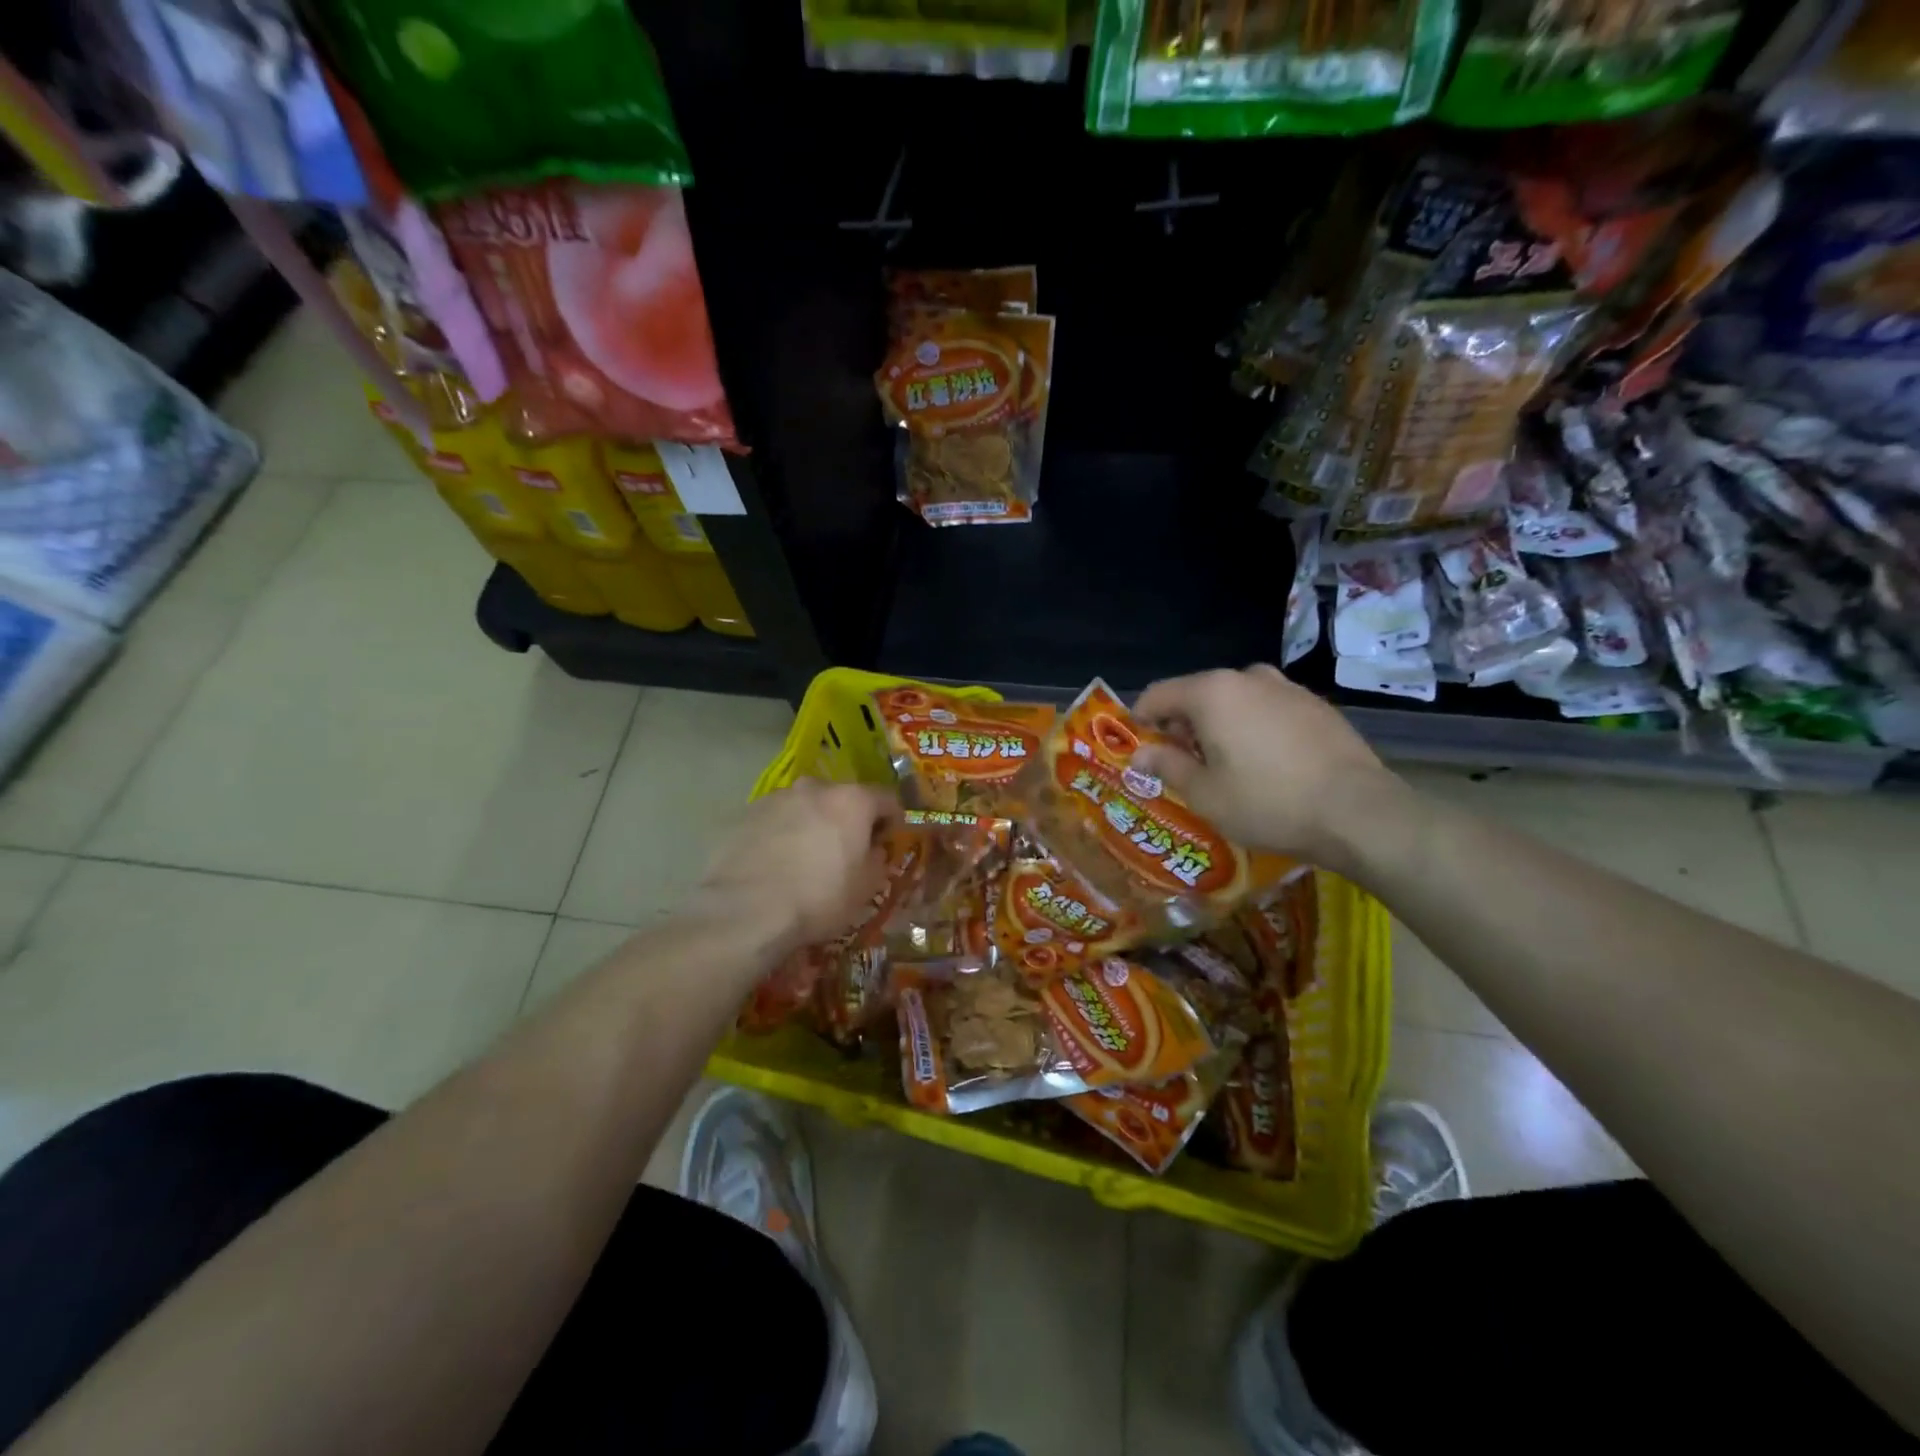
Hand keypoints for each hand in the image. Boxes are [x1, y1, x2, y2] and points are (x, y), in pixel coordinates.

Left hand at [695, 778, 900, 955]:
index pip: (886, 799)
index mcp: (852, 800)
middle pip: (843, 798)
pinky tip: (779, 862)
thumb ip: (878, 860)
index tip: (888, 842)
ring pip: (807, 806)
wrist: (746, 910)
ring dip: (815, 824)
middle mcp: (815, 787)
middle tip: (847, 851)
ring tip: (807, 858)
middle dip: (849, 820)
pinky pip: (778, 819)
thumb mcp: (866, 888)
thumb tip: (874, 850)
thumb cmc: (819, 897)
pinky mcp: (747, 813)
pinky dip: (785, 833)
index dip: (892, 821)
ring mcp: (777, 797)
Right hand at [1131, 665, 1400, 866]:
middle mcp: (1248, 678)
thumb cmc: (1268, 803)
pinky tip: (1267, 765)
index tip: (1141, 751)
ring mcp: (1287, 688)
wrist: (1359, 812)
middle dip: (1182, 726)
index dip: (1141, 721)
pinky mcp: (1316, 706)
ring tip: (1227, 767)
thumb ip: (1167, 766)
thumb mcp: (1206, 794)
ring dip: (1219, 726)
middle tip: (1184, 767)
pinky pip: (1267, 709)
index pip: (1158, 694)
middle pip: (1197, 694)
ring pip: (1234, 700)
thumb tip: (1141, 753)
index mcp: (1212, 692)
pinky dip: (1253, 728)